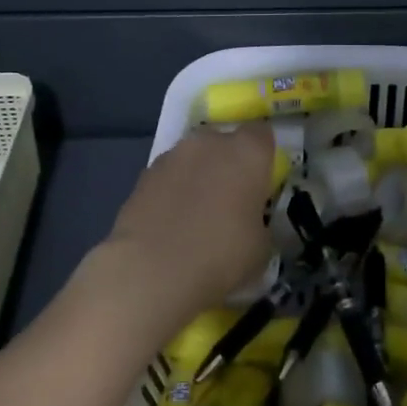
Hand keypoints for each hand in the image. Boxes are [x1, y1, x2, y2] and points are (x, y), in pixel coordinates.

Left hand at [96, 124, 275, 322]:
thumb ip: (259, 220)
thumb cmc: (220, 256)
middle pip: (224, 143)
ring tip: (195, 216)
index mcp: (247, 152)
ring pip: (194, 158)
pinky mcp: (143, 175)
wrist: (151, 271)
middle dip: (228, 164)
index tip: (262, 183)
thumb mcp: (261, 246)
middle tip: (230, 201)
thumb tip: (249, 221)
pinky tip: (170, 224)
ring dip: (198, 176)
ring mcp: (172, 156)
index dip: (263, 157)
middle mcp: (210, 142)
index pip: (262, 134)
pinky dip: (172, 192)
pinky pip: (169, 177)